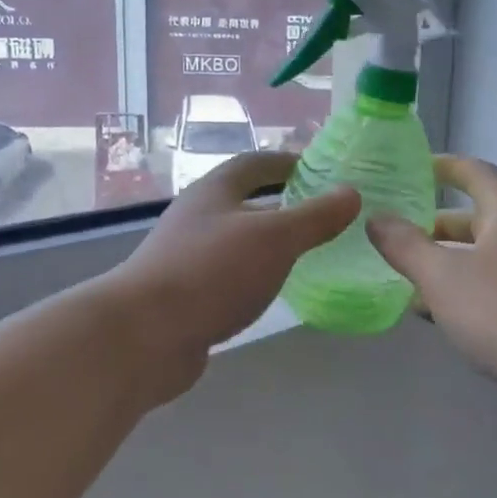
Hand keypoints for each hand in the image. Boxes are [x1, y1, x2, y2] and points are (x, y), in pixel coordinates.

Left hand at [106, 152, 359, 402]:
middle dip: (283, 204)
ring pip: (239, 240)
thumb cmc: (212, 272)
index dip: (288, 162)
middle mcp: (199, 217)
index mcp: (215, 191)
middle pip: (246, 201)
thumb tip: (351, 193)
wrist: (145, 335)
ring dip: (270, 242)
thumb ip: (314, 217)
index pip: (255, 163)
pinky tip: (275, 289)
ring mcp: (189, 257)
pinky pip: (231, 274)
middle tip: (324, 215)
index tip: (322, 170)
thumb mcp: (274, 238)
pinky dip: (256, 274)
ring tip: (309, 252)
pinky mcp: (187, 294)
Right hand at [367, 156, 496, 409]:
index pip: (473, 172)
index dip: (442, 167)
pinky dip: (462, 295)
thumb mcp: (443, 275)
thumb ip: (406, 246)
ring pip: (480, 259)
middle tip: (392, 236)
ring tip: (402, 278)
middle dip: (432, 226)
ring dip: (444, 265)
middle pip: (474, 219)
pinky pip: (491, 291)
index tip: (410, 171)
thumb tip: (377, 219)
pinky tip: (435, 316)